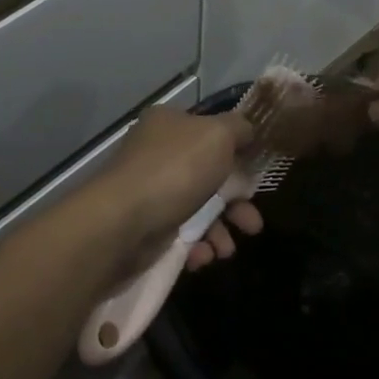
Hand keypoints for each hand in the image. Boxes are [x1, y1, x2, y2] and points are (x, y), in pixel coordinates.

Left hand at [85, 107, 264, 269]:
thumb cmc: (175, 170)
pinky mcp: (145, 226)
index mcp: (170, 124)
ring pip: (199, 209)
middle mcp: (157, 153)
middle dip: (236, 203)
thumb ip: (239, 128)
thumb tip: (248, 130)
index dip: (237, 150)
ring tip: (227, 250)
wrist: (122, 223)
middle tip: (252, 224)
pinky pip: (181, 234)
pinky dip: (197, 245)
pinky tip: (203, 255)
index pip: (210, 131)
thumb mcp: (218, 135)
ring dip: (220, 230)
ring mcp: (150, 191)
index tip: (256, 174)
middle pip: (210, 175)